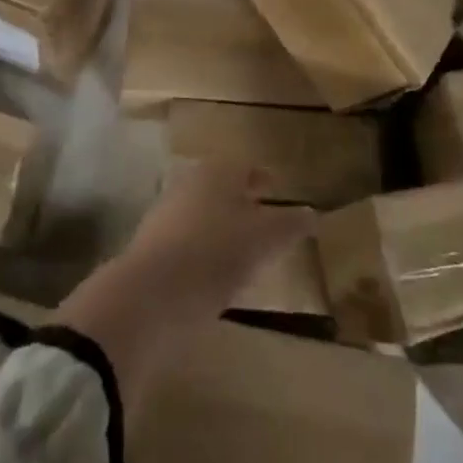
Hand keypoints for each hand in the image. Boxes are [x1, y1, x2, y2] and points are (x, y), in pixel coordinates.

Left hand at [126, 159, 313, 318]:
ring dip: (223, 227)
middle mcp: (189, 184)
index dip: (262, 178)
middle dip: (243, 201)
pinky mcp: (152, 247)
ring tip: (245, 252)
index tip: (276, 189)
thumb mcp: (265, 239)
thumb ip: (290, 224)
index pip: (244, 166)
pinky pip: (188, 241)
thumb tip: (311, 214)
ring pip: (203, 213)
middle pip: (221, 188)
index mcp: (217, 172)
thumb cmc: (215, 253)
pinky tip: (217, 275)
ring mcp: (166, 214)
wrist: (150, 296)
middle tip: (265, 219)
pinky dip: (205, 250)